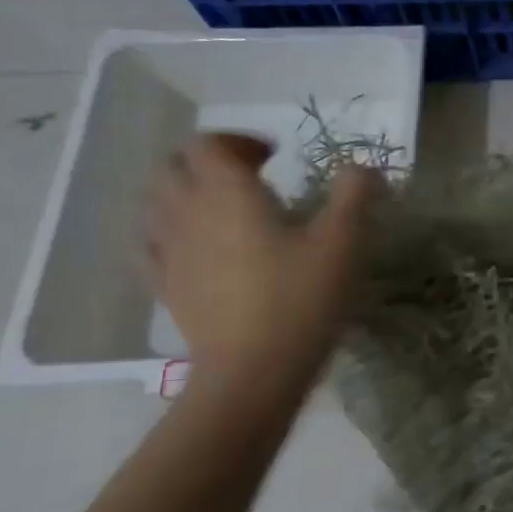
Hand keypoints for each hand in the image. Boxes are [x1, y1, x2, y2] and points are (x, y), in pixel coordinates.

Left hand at [146, 134, 377, 380]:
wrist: (254, 370)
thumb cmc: (301, 298)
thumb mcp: (344, 242)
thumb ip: (354, 195)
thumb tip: (362, 168)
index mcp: (227, 193)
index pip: (209, 144)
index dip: (239, 140)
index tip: (276, 157)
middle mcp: (187, 213)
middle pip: (174, 167)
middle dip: (208, 162)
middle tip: (248, 177)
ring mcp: (168, 252)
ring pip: (155, 203)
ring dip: (185, 193)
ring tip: (222, 209)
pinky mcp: (166, 286)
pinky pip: (151, 244)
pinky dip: (170, 232)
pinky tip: (196, 247)